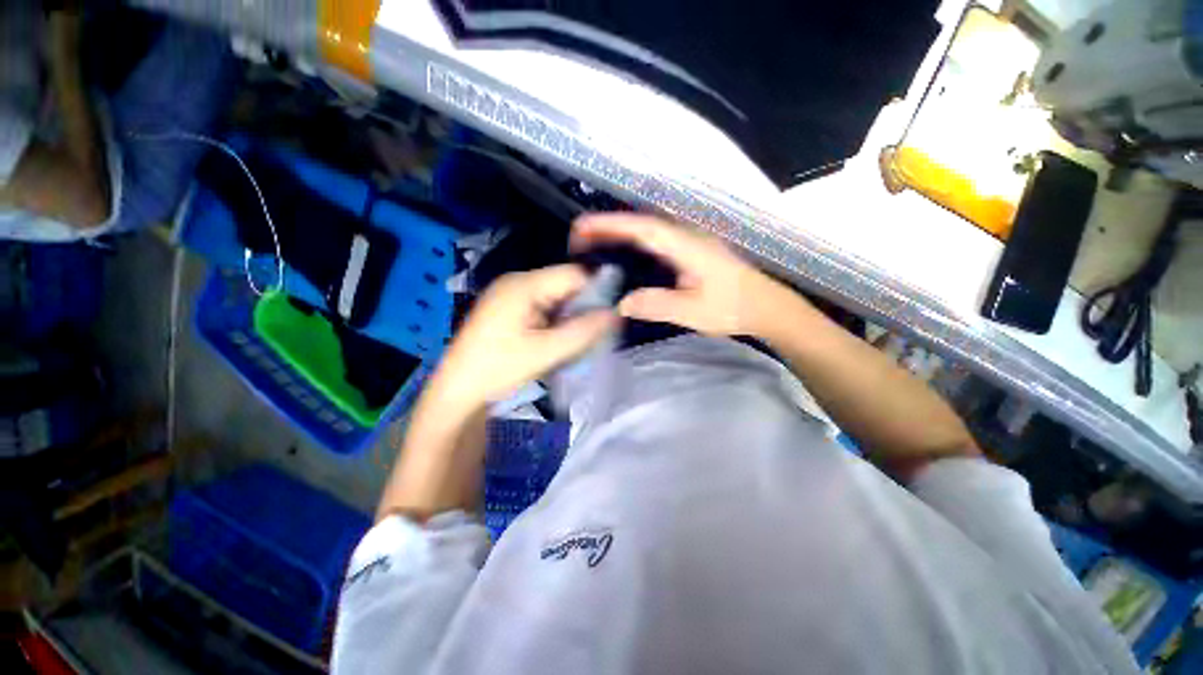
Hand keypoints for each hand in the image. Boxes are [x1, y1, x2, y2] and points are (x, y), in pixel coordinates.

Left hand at [429, 265, 617, 409]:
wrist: (457, 391)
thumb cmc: (498, 369)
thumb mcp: (546, 352)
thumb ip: (583, 331)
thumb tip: (616, 313)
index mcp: (524, 284)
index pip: (574, 273)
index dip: (597, 290)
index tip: (611, 313)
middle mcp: (517, 281)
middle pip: (565, 284)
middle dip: (583, 306)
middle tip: (595, 332)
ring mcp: (511, 294)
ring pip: (556, 297)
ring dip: (570, 316)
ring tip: (577, 339)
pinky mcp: (509, 308)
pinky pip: (543, 306)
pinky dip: (556, 320)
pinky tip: (557, 339)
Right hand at [571, 213, 796, 336]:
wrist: (764, 306)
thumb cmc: (731, 308)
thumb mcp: (693, 311)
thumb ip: (657, 305)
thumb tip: (621, 303)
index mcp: (686, 245)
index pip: (642, 228)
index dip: (611, 224)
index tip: (582, 227)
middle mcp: (685, 236)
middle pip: (640, 224)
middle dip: (608, 226)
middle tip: (577, 237)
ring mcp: (688, 242)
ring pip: (647, 231)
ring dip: (619, 232)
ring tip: (591, 243)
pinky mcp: (689, 251)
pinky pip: (654, 241)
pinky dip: (632, 242)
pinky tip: (621, 254)